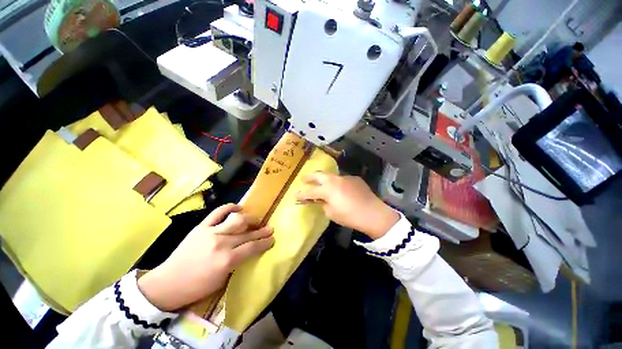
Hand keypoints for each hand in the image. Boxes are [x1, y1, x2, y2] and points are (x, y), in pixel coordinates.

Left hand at [138, 204, 273, 311]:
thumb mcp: (222, 281)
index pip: (253, 247)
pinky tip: (238, 207)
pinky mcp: (201, 227)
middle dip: (262, 230)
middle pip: (248, 233)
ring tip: (256, 219)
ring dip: (250, 218)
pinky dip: (229, 207)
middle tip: (270, 228)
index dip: (265, 242)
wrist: (167, 283)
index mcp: (227, 260)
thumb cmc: (196, 288)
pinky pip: (218, 212)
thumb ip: (238, 263)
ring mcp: (211, 232)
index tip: (273, 238)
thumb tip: (250, 250)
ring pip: (237, 220)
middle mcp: (222, 243)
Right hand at [295, 173, 399, 239]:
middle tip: (304, 179)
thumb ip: (322, 204)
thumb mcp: (332, 213)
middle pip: (318, 175)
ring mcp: (345, 177)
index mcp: (327, 189)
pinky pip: (342, 179)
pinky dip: (337, 183)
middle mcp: (335, 179)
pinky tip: (340, 190)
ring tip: (322, 184)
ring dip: (324, 179)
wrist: (373, 213)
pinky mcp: (355, 178)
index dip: (302, 194)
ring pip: (331, 176)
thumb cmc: (350, 216)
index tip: (296, 195)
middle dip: (309, 177)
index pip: (310, 191)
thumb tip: (318, 200)